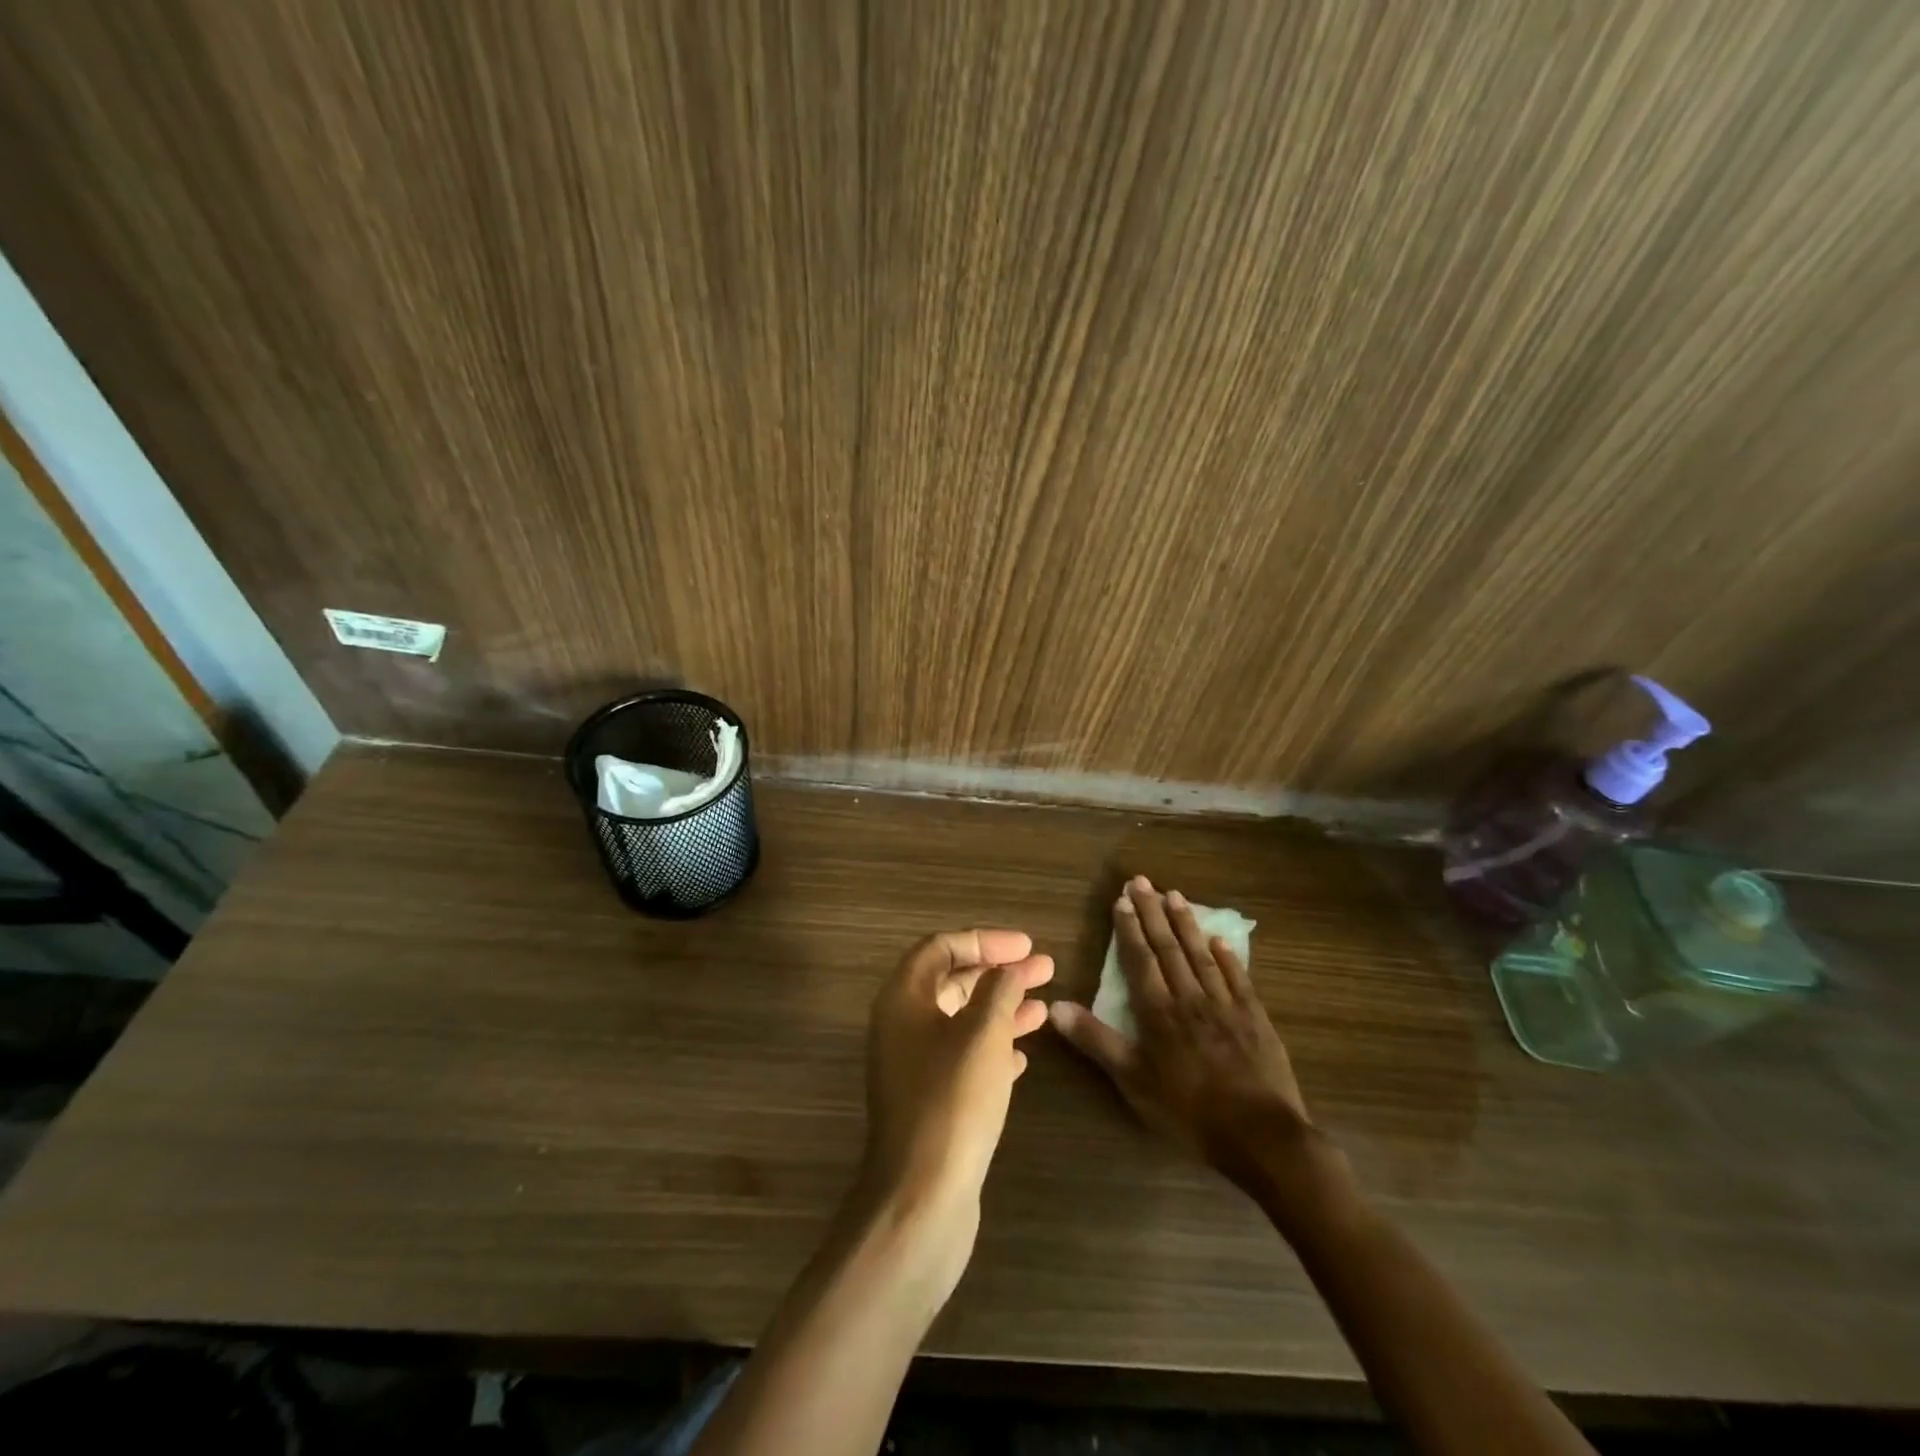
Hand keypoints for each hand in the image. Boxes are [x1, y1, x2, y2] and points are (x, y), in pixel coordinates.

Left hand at [857, 929, 1053, 1293]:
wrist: (921, 1198)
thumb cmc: (952, 1101)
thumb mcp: (983, 1035)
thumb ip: (998, 992)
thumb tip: (1008, 969)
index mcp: (903, 999)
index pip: (941, 948)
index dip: (985, 940)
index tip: (1026, 946)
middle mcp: (901, 1026)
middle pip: (952, 982)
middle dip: (999, 973)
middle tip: (1045, 969)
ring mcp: (912, 1066)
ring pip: (961, 1021)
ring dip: (1001, 1010)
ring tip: (1045, 1007)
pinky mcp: (928, 1101)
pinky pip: (963, 1058)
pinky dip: (992, 1048)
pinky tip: (1022, 1056)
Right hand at [1050, 876, 1315, 1188]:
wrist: (1260, 1135)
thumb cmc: (1188, 1110)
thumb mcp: (1132, 1080)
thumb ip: (1096, 1040)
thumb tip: (1055, 1006)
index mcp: (1159, 1011)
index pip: (1140, 959)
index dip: (1129, 928)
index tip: (1122, 899)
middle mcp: (1190, 997)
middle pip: (1169, 947)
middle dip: (1153, 913)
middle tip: (1143, 881)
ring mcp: (1226, 1005)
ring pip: (1202, 955)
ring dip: (1186, 924)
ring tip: (1175, 895)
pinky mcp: (1255, 1018)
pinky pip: (1238, 978)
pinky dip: (1228, 957)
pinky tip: (1219, 940)